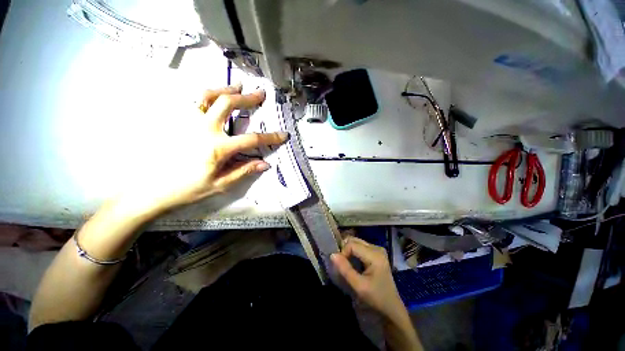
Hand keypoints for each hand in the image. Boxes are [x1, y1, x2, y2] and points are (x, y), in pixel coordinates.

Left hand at [119, 85, 288, 213]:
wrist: (153, 189)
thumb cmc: (189, 189)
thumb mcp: (221, 184)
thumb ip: (244, 171)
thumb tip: (265, 164)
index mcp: (218, 148)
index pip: (251, 139)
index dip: (270, 137)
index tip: (283, 135)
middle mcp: (203, 129)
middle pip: (228, 104)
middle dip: (247, 98)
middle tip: (260, 94)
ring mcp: (188, 122)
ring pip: (208, 95)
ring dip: (226, 89)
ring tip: (238, 86)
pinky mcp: (177, 121)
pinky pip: (193, 100)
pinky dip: (207, 93)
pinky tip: (214, 94)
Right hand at [331, 237, 405, 319]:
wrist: (391, 308)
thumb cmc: (376, 298)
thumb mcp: (359, 286)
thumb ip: (345, 269)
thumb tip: (332, 254)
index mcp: (375, 255)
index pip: (352, 244)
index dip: (343, 253)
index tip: (341, 267)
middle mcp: (377, 248)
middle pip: (354, 241)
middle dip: (345, 250)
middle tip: (342, 264)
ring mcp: (377, 249)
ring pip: (356, 242)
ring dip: (348, 251)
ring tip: (346, 264)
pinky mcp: (376, 253)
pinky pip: (360, 247)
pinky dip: (353, 253)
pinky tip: (353, 263)